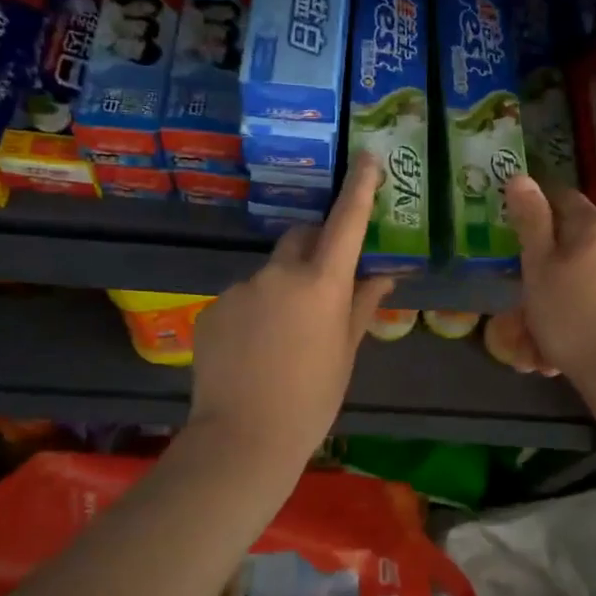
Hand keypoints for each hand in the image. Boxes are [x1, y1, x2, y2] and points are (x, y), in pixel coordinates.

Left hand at [187, 153, 395, 468]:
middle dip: (315, 248)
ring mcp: (240, 288)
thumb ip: (362, 306)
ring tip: (283, 338)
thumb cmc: (311, 399)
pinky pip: (242, 298)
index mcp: (321, 284)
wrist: (243, 438)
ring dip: (282, 288)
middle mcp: (279, 274)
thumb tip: (382, 275)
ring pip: (269, 274)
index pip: (345, 223)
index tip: (366, 157)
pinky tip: (255, 350)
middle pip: (300, 238)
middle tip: (324, 283)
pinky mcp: (212, 308)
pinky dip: (254, 311)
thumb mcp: (345, 353)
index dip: (359, 187)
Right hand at [502, 174, 595, 391]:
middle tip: (521, 305)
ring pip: (587, 280)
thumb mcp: (538, 267)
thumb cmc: (572, 316)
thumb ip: (530, 221)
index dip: (536, 206)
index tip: (515, 227)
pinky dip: (583, 319)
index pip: (562, 197)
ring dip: (561, 302)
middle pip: (574, 245)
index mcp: (595, 226)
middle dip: (546, 271)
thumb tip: (520, 177)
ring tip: (536, 345)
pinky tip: (563, 353)